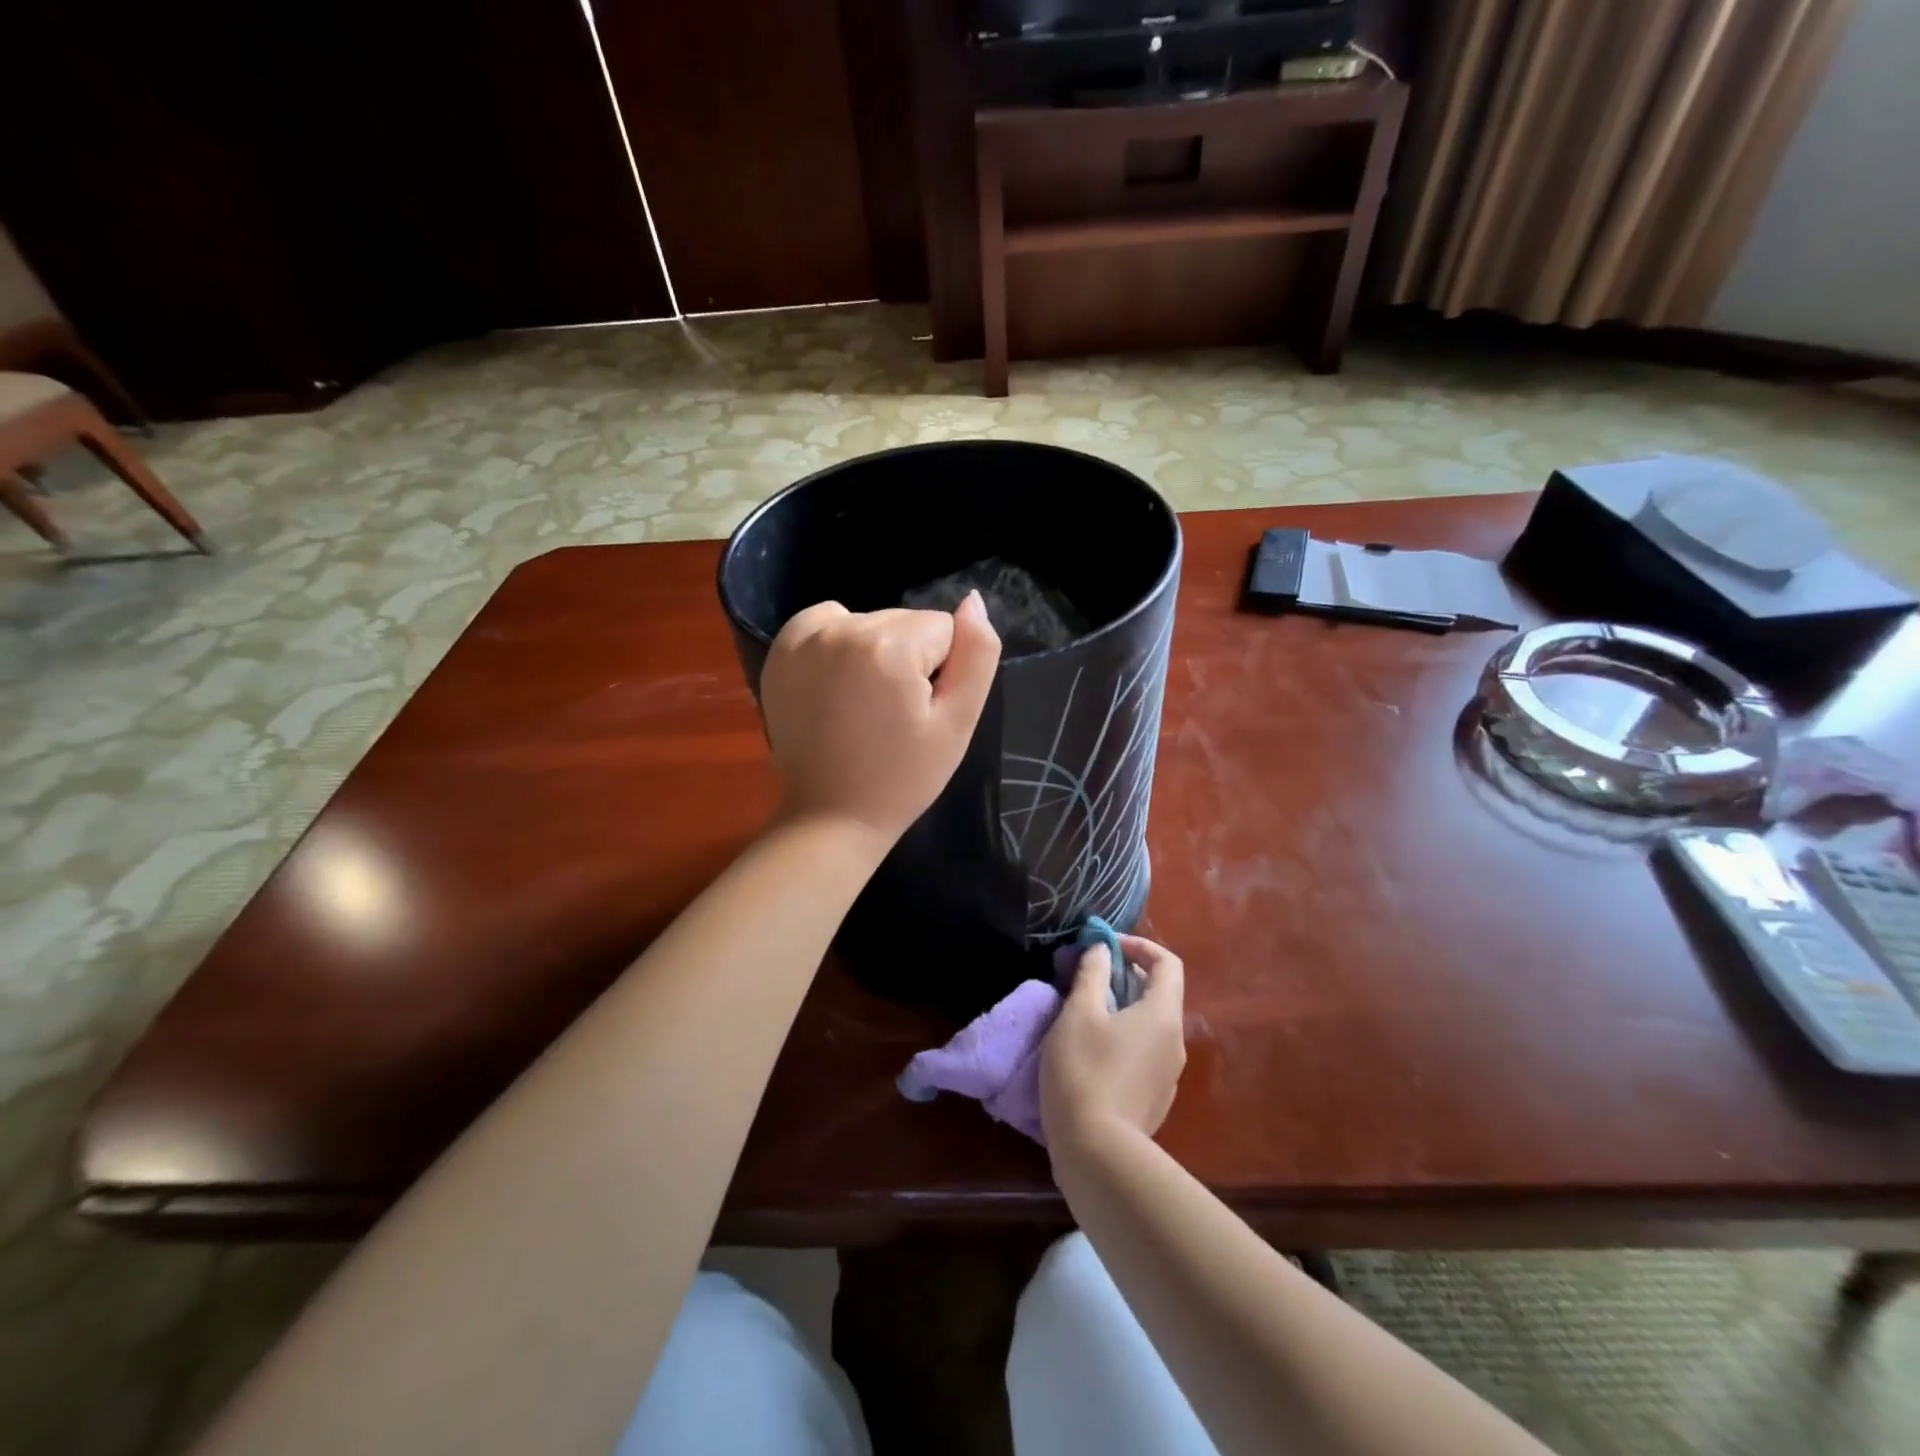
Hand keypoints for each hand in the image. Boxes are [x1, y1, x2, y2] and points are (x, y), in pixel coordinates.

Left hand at [760, 592, 1001, 842]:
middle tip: (894, 714)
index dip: (942, 672)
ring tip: (865, 704)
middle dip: (909, 659)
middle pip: (905, 621)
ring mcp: (805, 637)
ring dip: (876, 650)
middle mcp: (842, 628)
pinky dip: (840, 642)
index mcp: (888, 646)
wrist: (831, 816)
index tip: (919, 712)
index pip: (944, 629)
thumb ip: (977, 654)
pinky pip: (829, 621)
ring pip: (871, 621)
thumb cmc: (903, 778)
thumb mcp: (957, 723)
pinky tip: (838, 684)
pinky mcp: (782, 649)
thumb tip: (974, 601)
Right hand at [1040, 935, 1185, 1156]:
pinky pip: (1144, 1053)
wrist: (1097, 1154)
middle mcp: (1174, 1041)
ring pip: (1149, 1025)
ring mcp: (1168, 1075)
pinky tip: (1092, 1055)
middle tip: (1086, 979)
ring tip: (1083, 1015)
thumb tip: (1102, 950)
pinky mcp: (1155, 1100)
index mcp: (1162, 1014)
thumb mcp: (1078, 1013)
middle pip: (1158, 994)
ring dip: (1122, 1009)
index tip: (1105, 947)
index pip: (1167, 963)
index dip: (1138, 946)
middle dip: (1124, 977)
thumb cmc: (1085, 1071)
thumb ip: (1092, 974)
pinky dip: (1123, 1039)